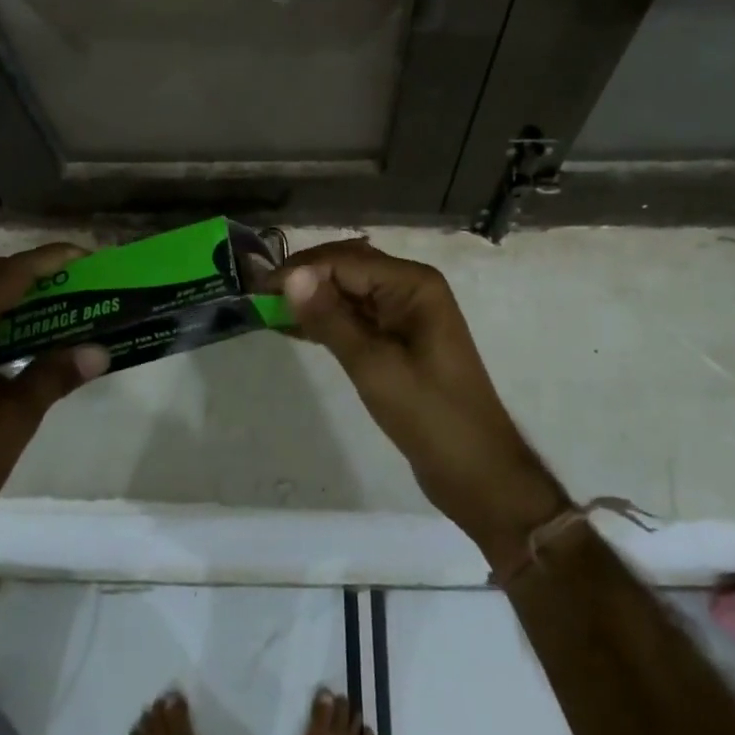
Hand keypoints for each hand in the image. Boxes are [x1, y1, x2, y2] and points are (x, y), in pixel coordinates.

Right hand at [277, 239, 568, 570]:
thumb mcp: (373, 366)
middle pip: (348, 270)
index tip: (257, 286)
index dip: (301, 270)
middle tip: (257, 296)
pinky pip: (357, 319)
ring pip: (350, 294)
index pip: (346, 261)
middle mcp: (411, 289)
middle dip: (305, 280)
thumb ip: (330, 318)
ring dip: (313, 300)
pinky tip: (294, 329)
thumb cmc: (430, 415)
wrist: (477, 473)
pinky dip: (327, 322)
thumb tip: (290, 276)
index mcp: (414, 284)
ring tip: (267, 310)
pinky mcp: (399, 340)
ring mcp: (406, 315)